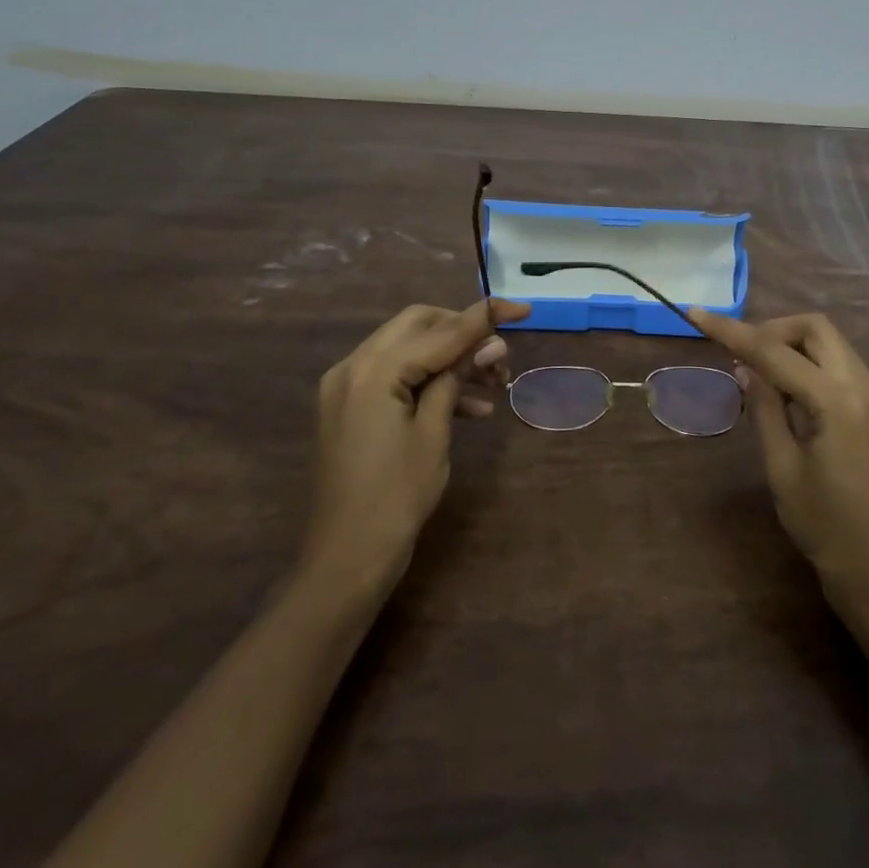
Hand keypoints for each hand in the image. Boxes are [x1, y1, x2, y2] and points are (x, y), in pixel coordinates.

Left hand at [304, 299, 528, 584]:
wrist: (346, 559)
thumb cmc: (396, 497)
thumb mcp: (434, 433)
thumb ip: (456, 377)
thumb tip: (491, 343)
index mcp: (373, 371)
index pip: (439, 330)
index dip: (484, 317)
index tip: (522, 308)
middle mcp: (352, 366)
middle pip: (417, 326)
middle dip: (462, 333)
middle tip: (499, 354)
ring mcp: (346, 387)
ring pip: (408, 350)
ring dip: (450, 360)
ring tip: (494, 384)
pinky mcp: (349, 407)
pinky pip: (394, 377)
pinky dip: (429, 382)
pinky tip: (471, 409)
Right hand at [690, 310, 868, 593]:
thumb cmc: (825, 526)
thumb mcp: (782, 466)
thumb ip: (764, 407)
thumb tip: (745, 367)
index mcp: (838, 401)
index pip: (775, 351)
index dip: (732, 331)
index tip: (697, 314)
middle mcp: (864, 386)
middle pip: (815, 328)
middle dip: (772, 329)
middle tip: (740, 355)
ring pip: (830, 343)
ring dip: (792, 345)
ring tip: (758, 374)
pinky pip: (841, 366)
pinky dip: (810, 364)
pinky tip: (788, 393)